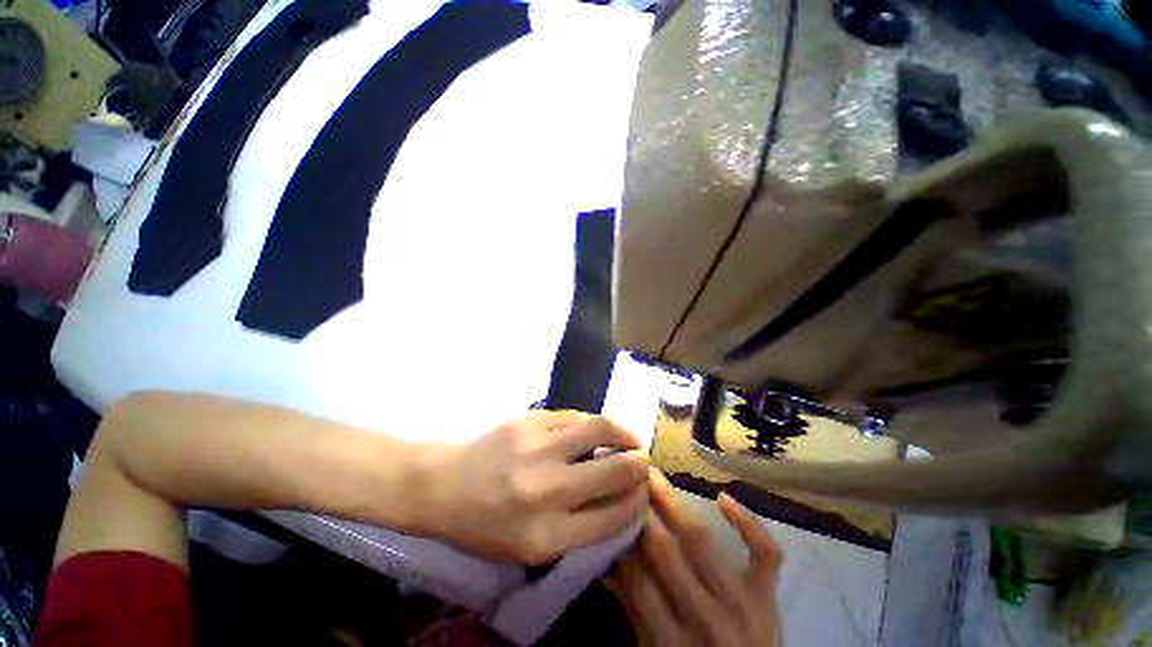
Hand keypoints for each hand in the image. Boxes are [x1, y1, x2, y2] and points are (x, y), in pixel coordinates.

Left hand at [418, 411, 648, 563]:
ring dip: (623, 432)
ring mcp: (538, 448)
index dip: (637, 501)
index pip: (614, 517)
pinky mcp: (530, 420)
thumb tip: (618, 499)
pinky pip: (574, 416)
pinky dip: (591, 421)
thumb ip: (577, 529)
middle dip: (639, 464)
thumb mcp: (529, 548)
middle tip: (643, 459)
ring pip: (599, 429)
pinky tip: (593, 427)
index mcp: (547, 536)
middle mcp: (547, 491)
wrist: (443, 484)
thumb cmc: (484, 524)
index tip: (643, 491)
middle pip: (615, 471)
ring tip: (628, 436)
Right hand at [607, 469, 783, 646]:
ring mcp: (743, 605)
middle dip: (643, 511)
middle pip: (666, 553)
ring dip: (673, 503)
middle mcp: (706, 619)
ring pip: (702, 542)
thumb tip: (605, 564)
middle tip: (627, 478)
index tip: (611, 507)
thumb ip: (633, 609)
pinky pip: (765, 554)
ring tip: (652, 474)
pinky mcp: (769, 596)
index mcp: (673, 641)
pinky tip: (722, 497)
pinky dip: (747, 523)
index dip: (623, 542)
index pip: (639, 580)